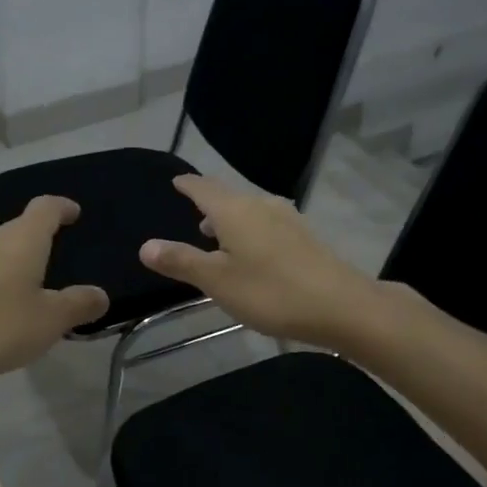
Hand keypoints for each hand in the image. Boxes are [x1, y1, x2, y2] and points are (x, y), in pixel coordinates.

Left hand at [0, 196, 107, 381]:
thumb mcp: (49, 321)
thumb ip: (78, 305)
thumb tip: (99, 294)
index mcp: (22, 238)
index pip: (46, 207)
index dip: (63, 207)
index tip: (75, 213)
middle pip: (21, 228)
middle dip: (41, 241)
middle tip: (60, 263)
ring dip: (16, 263)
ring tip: (31, 290)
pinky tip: (0, 308)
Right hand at [138, 175, 381, 347]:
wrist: (341, 305)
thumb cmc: (271, 292)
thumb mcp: (217, 281)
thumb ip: (181, 261)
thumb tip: (145, 245)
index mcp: (235, 211)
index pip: (204, 188)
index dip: (188, 184)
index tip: (176, 181)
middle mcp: (261, 206)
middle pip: (228, 196)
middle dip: (208, 201)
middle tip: (191, 207)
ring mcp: (287, 219)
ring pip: (249, 209)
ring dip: (229, 217)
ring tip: (214, 233)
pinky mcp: (304, 237)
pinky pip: (266, 223)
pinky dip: (249, 229)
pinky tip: (250, 250)